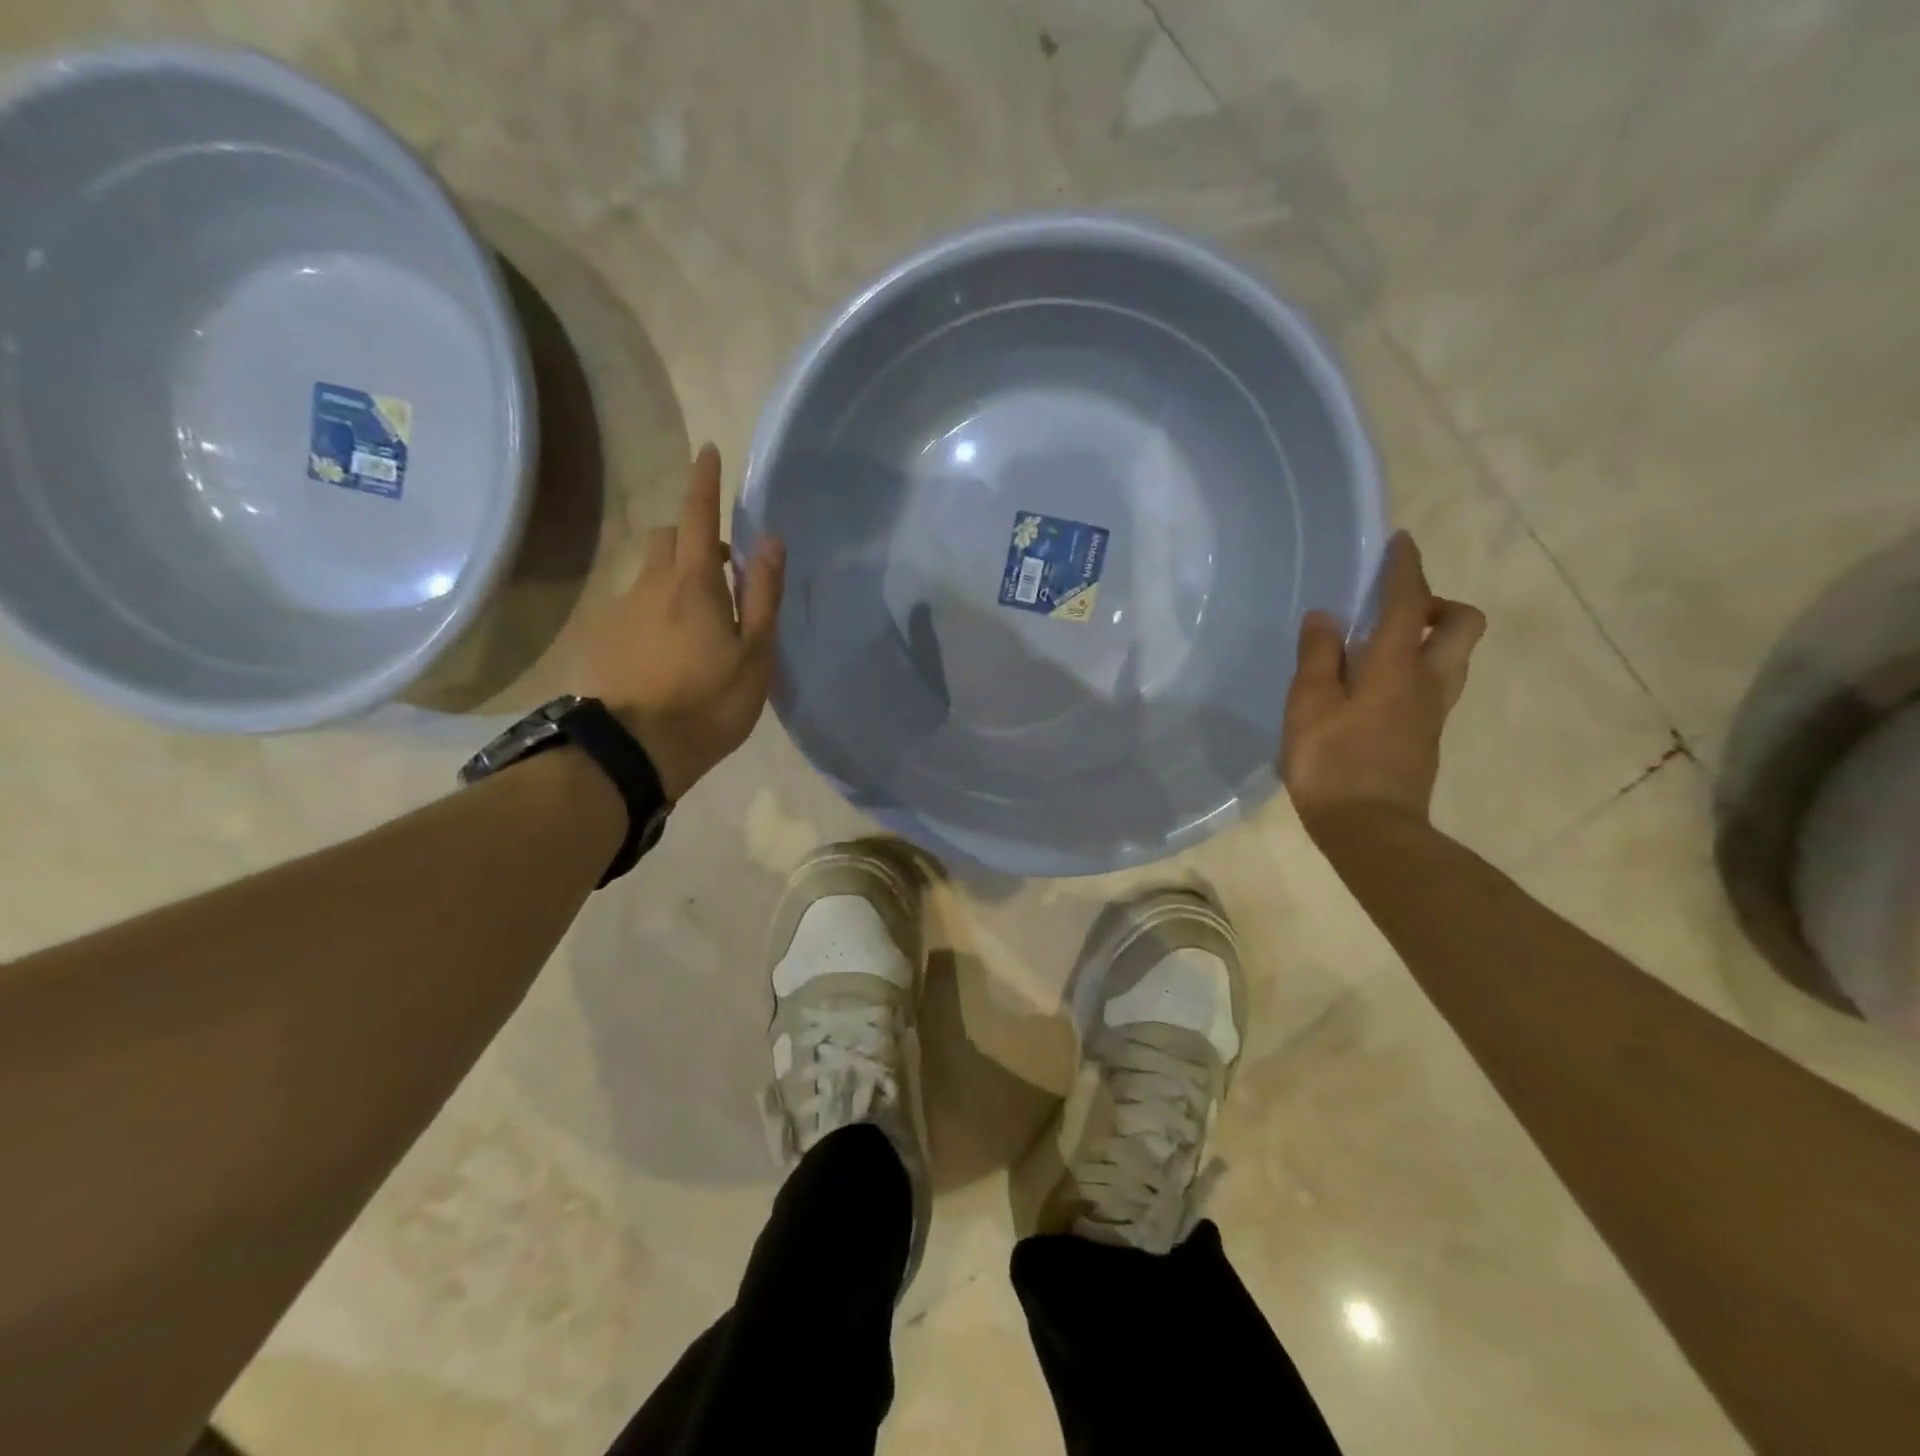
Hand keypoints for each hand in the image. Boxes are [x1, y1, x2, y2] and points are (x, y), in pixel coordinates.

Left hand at [580, 445, 785, 799]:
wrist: (634, 750)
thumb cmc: (708, 702)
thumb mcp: (754, 653)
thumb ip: (762, 595)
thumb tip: (769, 540)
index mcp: (693, 583)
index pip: (698, 516)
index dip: (704, 482)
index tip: (707, 451)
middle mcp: (651, 584)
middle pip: (667, 538)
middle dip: (693, 536)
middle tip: (722, 568)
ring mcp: (621, 610)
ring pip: (649, 573)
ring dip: (674, 575)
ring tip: (699, 618)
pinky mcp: (605, 638)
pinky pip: (634, 604)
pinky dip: (656, 607)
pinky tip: (669, 647)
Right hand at [1280, 532, 1484, 831]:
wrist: (1370, 830)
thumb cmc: (1333, 763)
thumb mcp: (1309, 706)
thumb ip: (1318, 657)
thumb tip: (1326, 617)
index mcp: (1397, 667)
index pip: (1411, 603)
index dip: (1406, 569)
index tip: (1400, 542)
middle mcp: (1428, 682)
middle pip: (1463, 625)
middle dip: (1437, 604)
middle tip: (1396, 610)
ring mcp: (1433, 712)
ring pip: (1454, 657)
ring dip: (1430, 637)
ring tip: (1380, 646)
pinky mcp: (1425, 737)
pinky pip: (1433, 684)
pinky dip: (1413, 669)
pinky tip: (1372, 687)